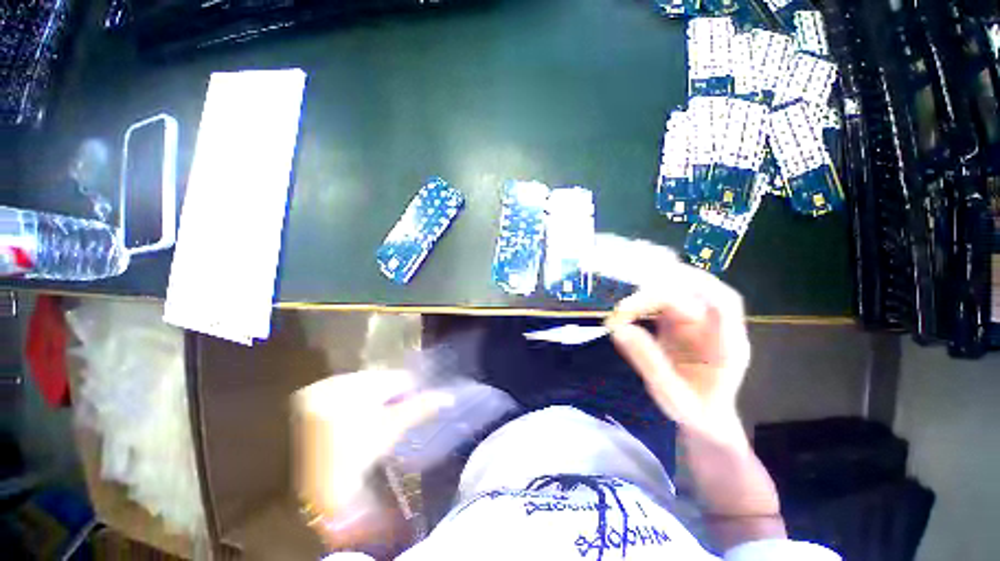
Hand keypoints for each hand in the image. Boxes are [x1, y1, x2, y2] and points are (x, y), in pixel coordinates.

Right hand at [605, 262, 751, 444]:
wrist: (705, 421)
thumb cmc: (693, 412)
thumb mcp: (671, 394)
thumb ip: (648, 361)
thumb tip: (618, 328)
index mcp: (726, 345)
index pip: (723, 302)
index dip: (696, 284)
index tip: (658, 284)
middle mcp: (715, 328)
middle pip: (697, 292)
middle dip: (665, 287)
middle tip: (631, 297)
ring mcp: (699, 325)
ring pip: (682, 293)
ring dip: (654, 292)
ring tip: (626, 302)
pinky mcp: (683, 325)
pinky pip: (668, 303)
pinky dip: (649, 300)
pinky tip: (632, 305)